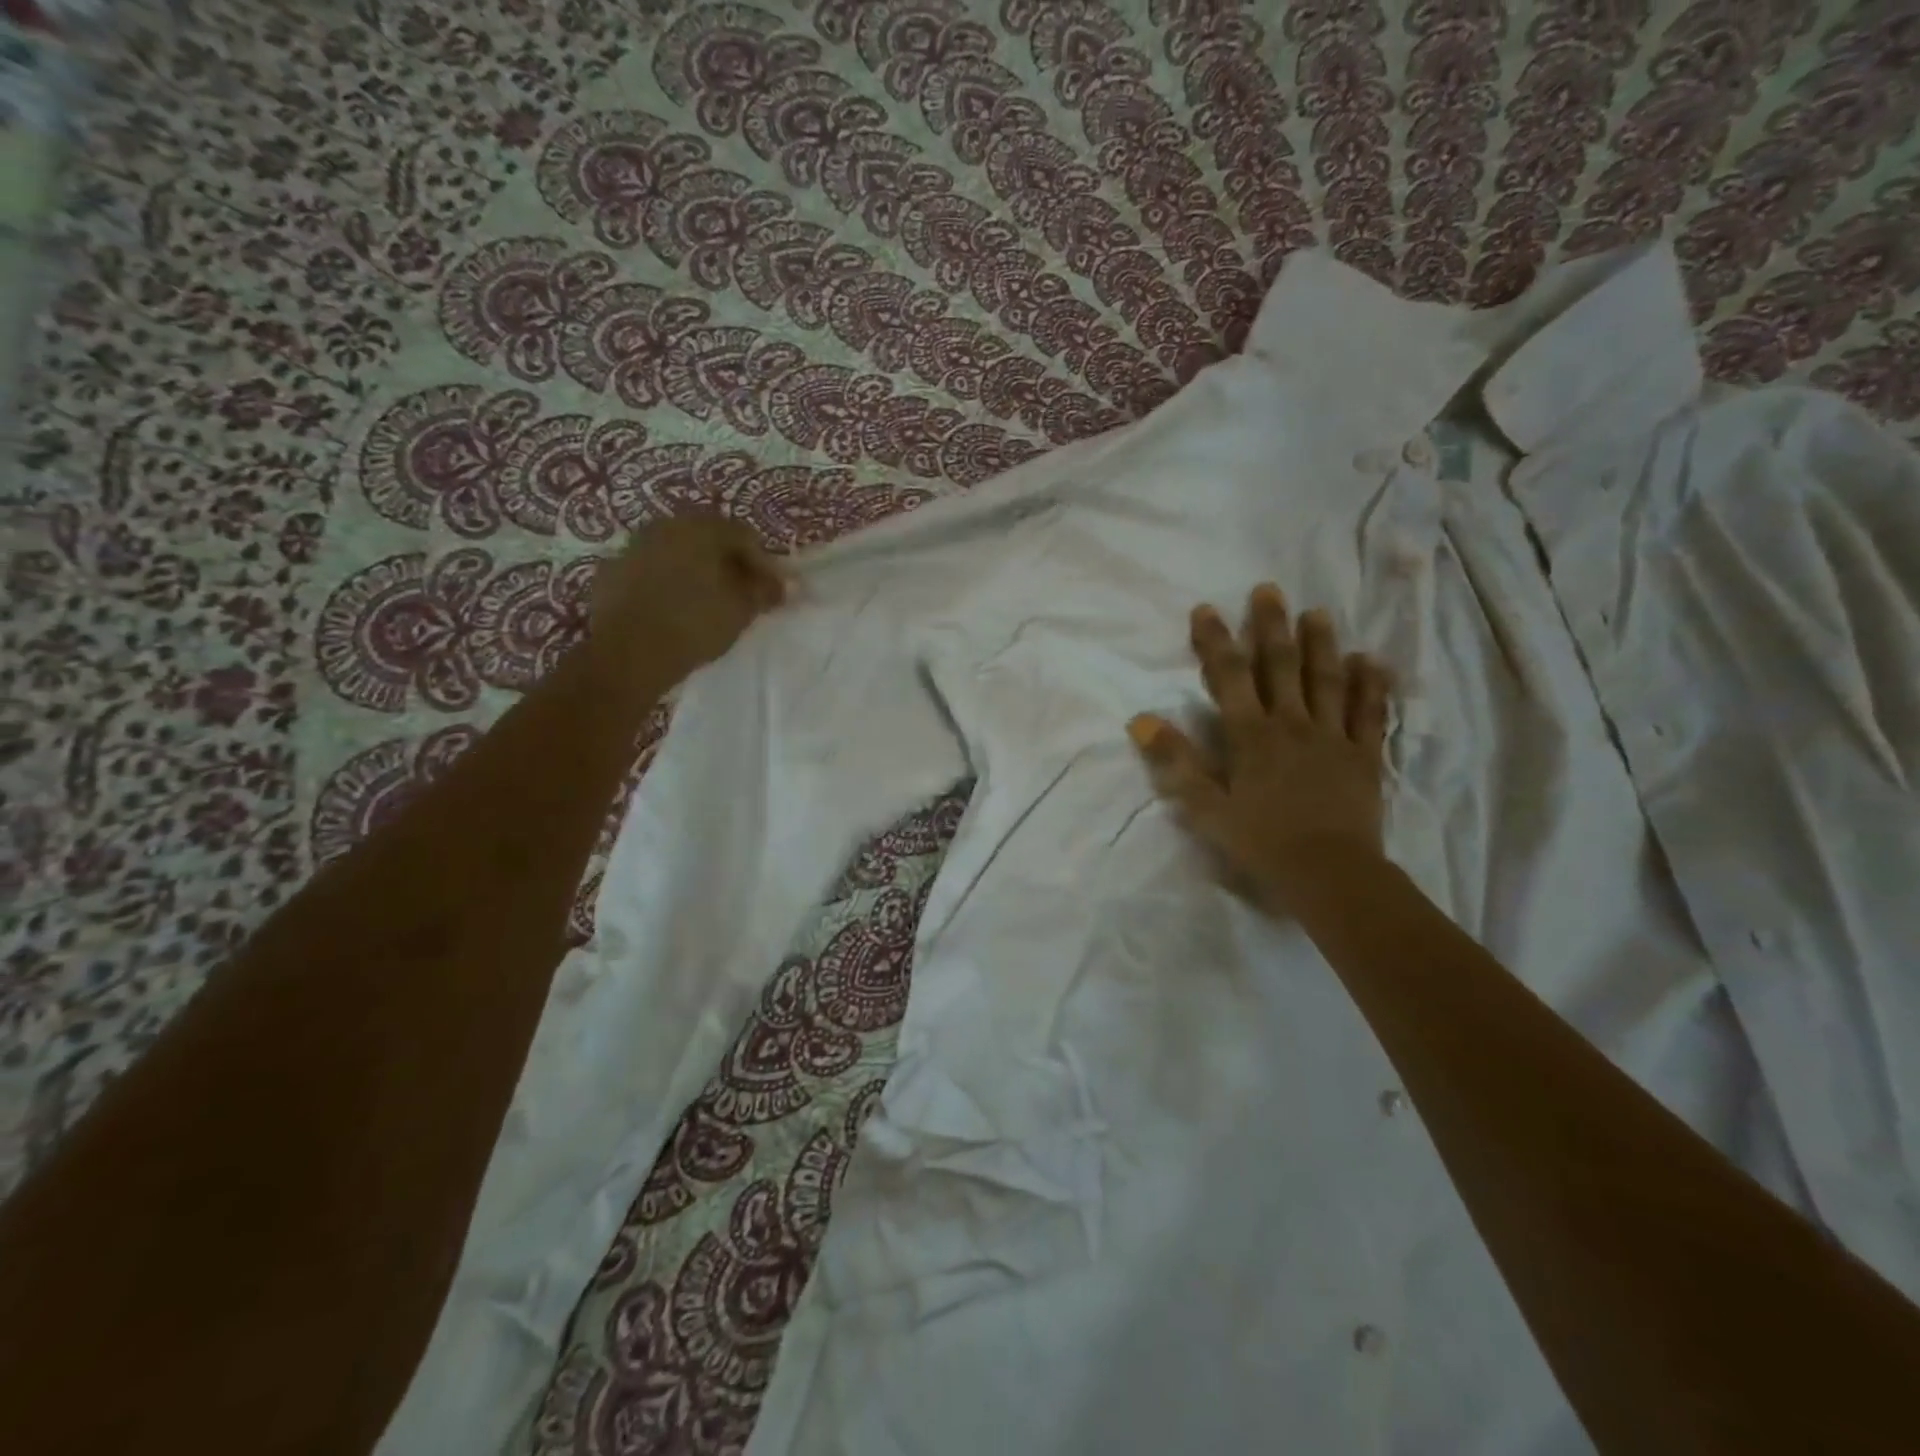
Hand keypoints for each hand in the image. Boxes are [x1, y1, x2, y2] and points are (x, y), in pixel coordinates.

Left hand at [587, 518, 787, 685]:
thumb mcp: (742, 610)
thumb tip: (781, 585)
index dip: (763, 564)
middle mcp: (665, 526)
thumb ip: (764, 591)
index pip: (744, 536)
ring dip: (694, 570)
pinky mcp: (611, 571)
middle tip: (741, 593)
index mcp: (701, 528)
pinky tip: (672, 608)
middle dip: (727, 563)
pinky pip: (649, 570)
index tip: (771, 592)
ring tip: (706, 601)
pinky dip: (665, 583)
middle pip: (707, 538)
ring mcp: (633, 546)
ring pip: (676, 552)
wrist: (628, 653)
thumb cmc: (694, 624)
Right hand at [1127, 584, 1392, 911]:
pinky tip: (1370, 661)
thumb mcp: (1205, 807)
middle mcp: (1292, 724)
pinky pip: (1370, 713)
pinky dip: (1371, 685)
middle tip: (1268, 590)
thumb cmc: (1260, 841)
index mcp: (1251, 735)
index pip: (1229, 677)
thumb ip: (1176, 761)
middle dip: (1270, 627)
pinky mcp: (1365, 756)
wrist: (1329, 873)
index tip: (1206, 609)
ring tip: (1317, 612)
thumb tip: (1140, 720)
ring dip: (1320, 644)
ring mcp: (1333, 737)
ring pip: (1326, 680)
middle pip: (1280, 666)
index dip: (1215, 641)